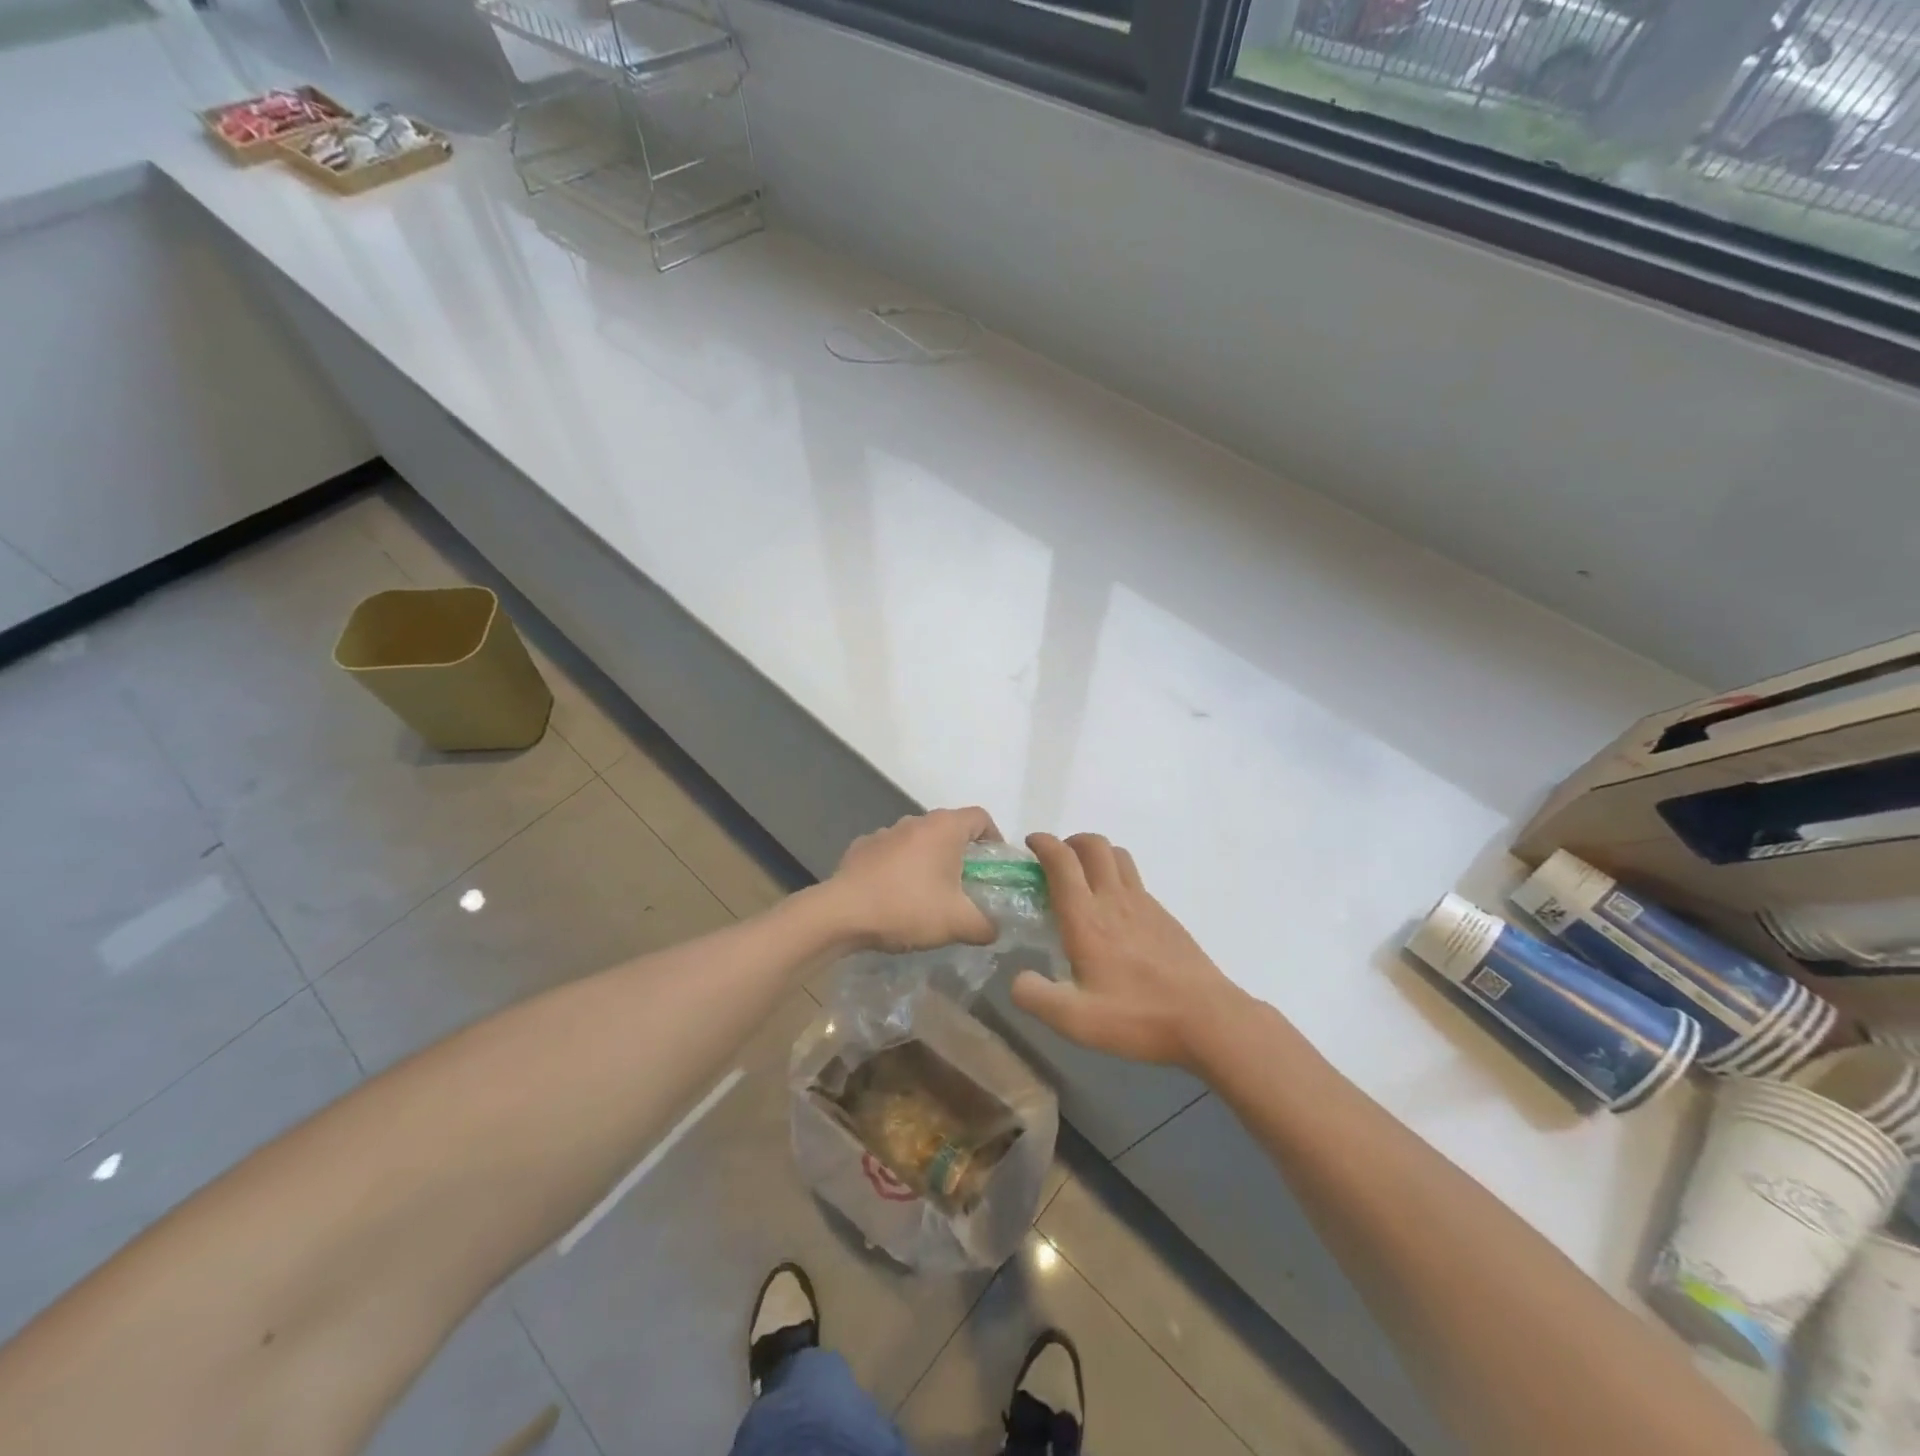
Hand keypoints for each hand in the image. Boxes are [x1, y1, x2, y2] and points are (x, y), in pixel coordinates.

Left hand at [821, 807, 1000, 953]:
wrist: (842, 913)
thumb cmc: (908, 908)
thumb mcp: (958, 923)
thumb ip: (986, 926)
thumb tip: (994, 929)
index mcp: (944, 828)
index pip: (981, 818)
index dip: (995, 839)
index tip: (994, 868)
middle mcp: (916, 821)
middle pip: (950, 829)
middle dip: (962, 855)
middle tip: (966, 887)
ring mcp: (885, 832)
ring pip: (919, 841)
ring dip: (929, 861)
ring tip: (929, 895)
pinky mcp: (861, 848)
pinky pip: (892, 853)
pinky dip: (900, 868)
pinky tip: (895, 896)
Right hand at [1011, 833, 1248, 1069]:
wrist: (1208, 1018)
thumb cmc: (1138, 1017)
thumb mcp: (1075, 1020)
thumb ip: (1036, 997)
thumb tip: (1018, 978)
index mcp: (1086, 917)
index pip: (1062, 861)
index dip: (1044, 844)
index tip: (1031, 844)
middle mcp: (1114, 899)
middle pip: (1093, 845)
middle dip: (1070, 842)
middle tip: (1056, 861)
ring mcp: (1144, 904)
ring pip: (1118, 856)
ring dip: (1096, 853)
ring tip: (1083, 877)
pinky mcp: (1164, 916)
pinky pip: (1135, 879)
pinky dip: (1117, 876)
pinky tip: (1114, 910)